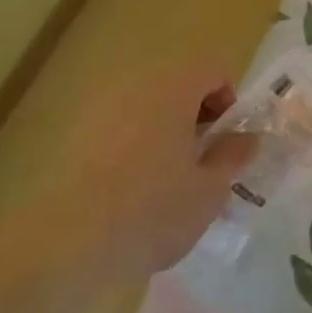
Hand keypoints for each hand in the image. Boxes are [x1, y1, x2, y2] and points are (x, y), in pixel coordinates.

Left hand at [0, 60, 258, 285]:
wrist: (64, 243)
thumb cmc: (151, 209)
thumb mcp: (209, 191)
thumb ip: (233, 157)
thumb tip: (247, 138)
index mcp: (175, 85)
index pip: (214, 69)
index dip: (229, 101)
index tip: (227, 142)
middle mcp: (137, 83)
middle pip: (178, 84)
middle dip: (195, 117)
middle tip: (201, 163)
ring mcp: (100, 106)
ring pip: (146, 106)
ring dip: (163, 131)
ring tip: (166, 181)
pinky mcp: (73, 134)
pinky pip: (117, 127)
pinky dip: (132, 146)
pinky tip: (128, 191)